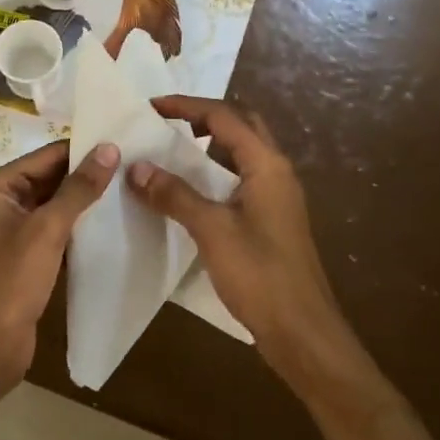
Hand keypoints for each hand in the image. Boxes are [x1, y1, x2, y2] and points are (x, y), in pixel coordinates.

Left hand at [0, 139, 119, 391]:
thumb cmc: (11, 281)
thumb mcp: (47, 229)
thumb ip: (79, 188)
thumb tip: (109, 148)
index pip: (45, 156)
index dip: (82, 151)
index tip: (122, 144)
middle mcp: (1, 203)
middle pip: (50, 179)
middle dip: (86, 176)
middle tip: (132, 168)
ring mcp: (12, 231)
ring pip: (55, 206)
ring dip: (85, 202)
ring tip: (128, 191)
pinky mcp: (26, 256)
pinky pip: (55, 231)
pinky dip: (78, 228)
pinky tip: (110, 226)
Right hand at [127, 98, 373, 399]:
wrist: (303, 333)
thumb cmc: (260, 275)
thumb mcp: (212, 230)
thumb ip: (175, 195)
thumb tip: (136, 167)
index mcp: (267, 164)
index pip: (224, 116)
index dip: (186, 106)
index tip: (151, 107)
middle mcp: (276, 172)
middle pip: (239, 126)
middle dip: (201, 118)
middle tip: (165, 124)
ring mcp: (276, 197)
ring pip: (240, 154)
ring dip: (208, 146)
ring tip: (169, 153)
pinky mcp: (271, 220)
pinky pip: (239, 180)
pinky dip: (213, 174)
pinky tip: (188, 193)